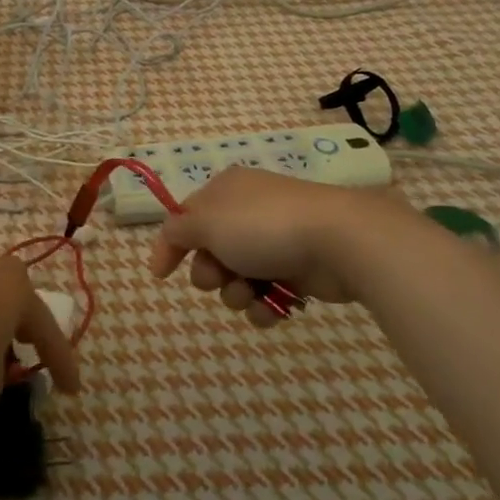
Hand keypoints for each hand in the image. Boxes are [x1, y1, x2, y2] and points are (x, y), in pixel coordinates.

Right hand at [148, 166, 402, 325]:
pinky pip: (267, 295)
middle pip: (210, 252)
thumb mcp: (207, 222)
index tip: (161, 275)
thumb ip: (179, 231)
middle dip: (210, 274)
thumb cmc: (264, 226)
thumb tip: (168, 237)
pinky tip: (274, 307)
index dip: (170, 245)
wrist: (338, 240)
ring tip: (251, 293)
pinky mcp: (298, 270)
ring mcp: (275, 242)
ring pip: (237, 278)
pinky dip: (265, 305)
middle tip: (220, 277)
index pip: (185, 217)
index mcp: (225, 192)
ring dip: (236, 293)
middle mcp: (247, 213)